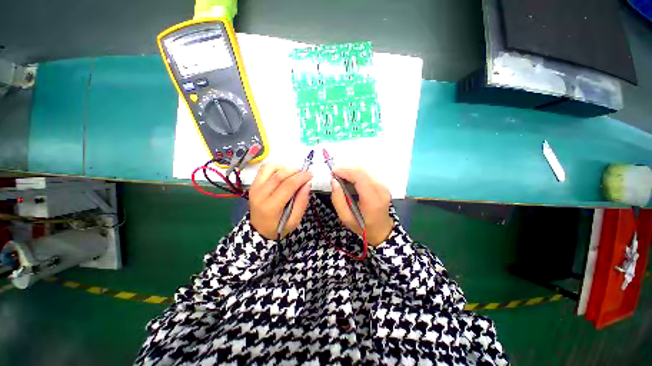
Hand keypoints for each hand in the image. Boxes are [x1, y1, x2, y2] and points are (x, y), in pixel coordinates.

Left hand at [249, 164, 312, 239]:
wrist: (259, 230)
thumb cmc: (278, 228)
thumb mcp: (294, 221)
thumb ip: (302, 203)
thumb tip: (307, 184)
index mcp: (271, 206)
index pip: (288, 185)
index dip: (301, 178)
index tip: (310, 175)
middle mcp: (260, 195)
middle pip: (280, 175)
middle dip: (296, 172)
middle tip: (305, 174)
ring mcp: (254, 188)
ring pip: (271, 169)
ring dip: (286, 168)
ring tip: (295, 174)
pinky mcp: (253, 185)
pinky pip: (264, 169)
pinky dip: (275, 166)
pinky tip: (283, 171)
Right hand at [331, 168, 392, 245]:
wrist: (381, 229)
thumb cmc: (363, 226)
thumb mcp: (346, 218)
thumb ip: (338, 199)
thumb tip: (334, 181)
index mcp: (372, 200)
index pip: (360, 177)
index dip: (346, 171)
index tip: (333, 172)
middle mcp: (381, 190)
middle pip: (363, 171)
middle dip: (347, 168)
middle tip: (335, 173)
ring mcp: (384, 186)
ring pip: (366, 169)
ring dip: (352, 169)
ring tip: (341, 174)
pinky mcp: (383, 184)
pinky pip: (369, 173)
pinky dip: (357, 172)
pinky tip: (350, 176)